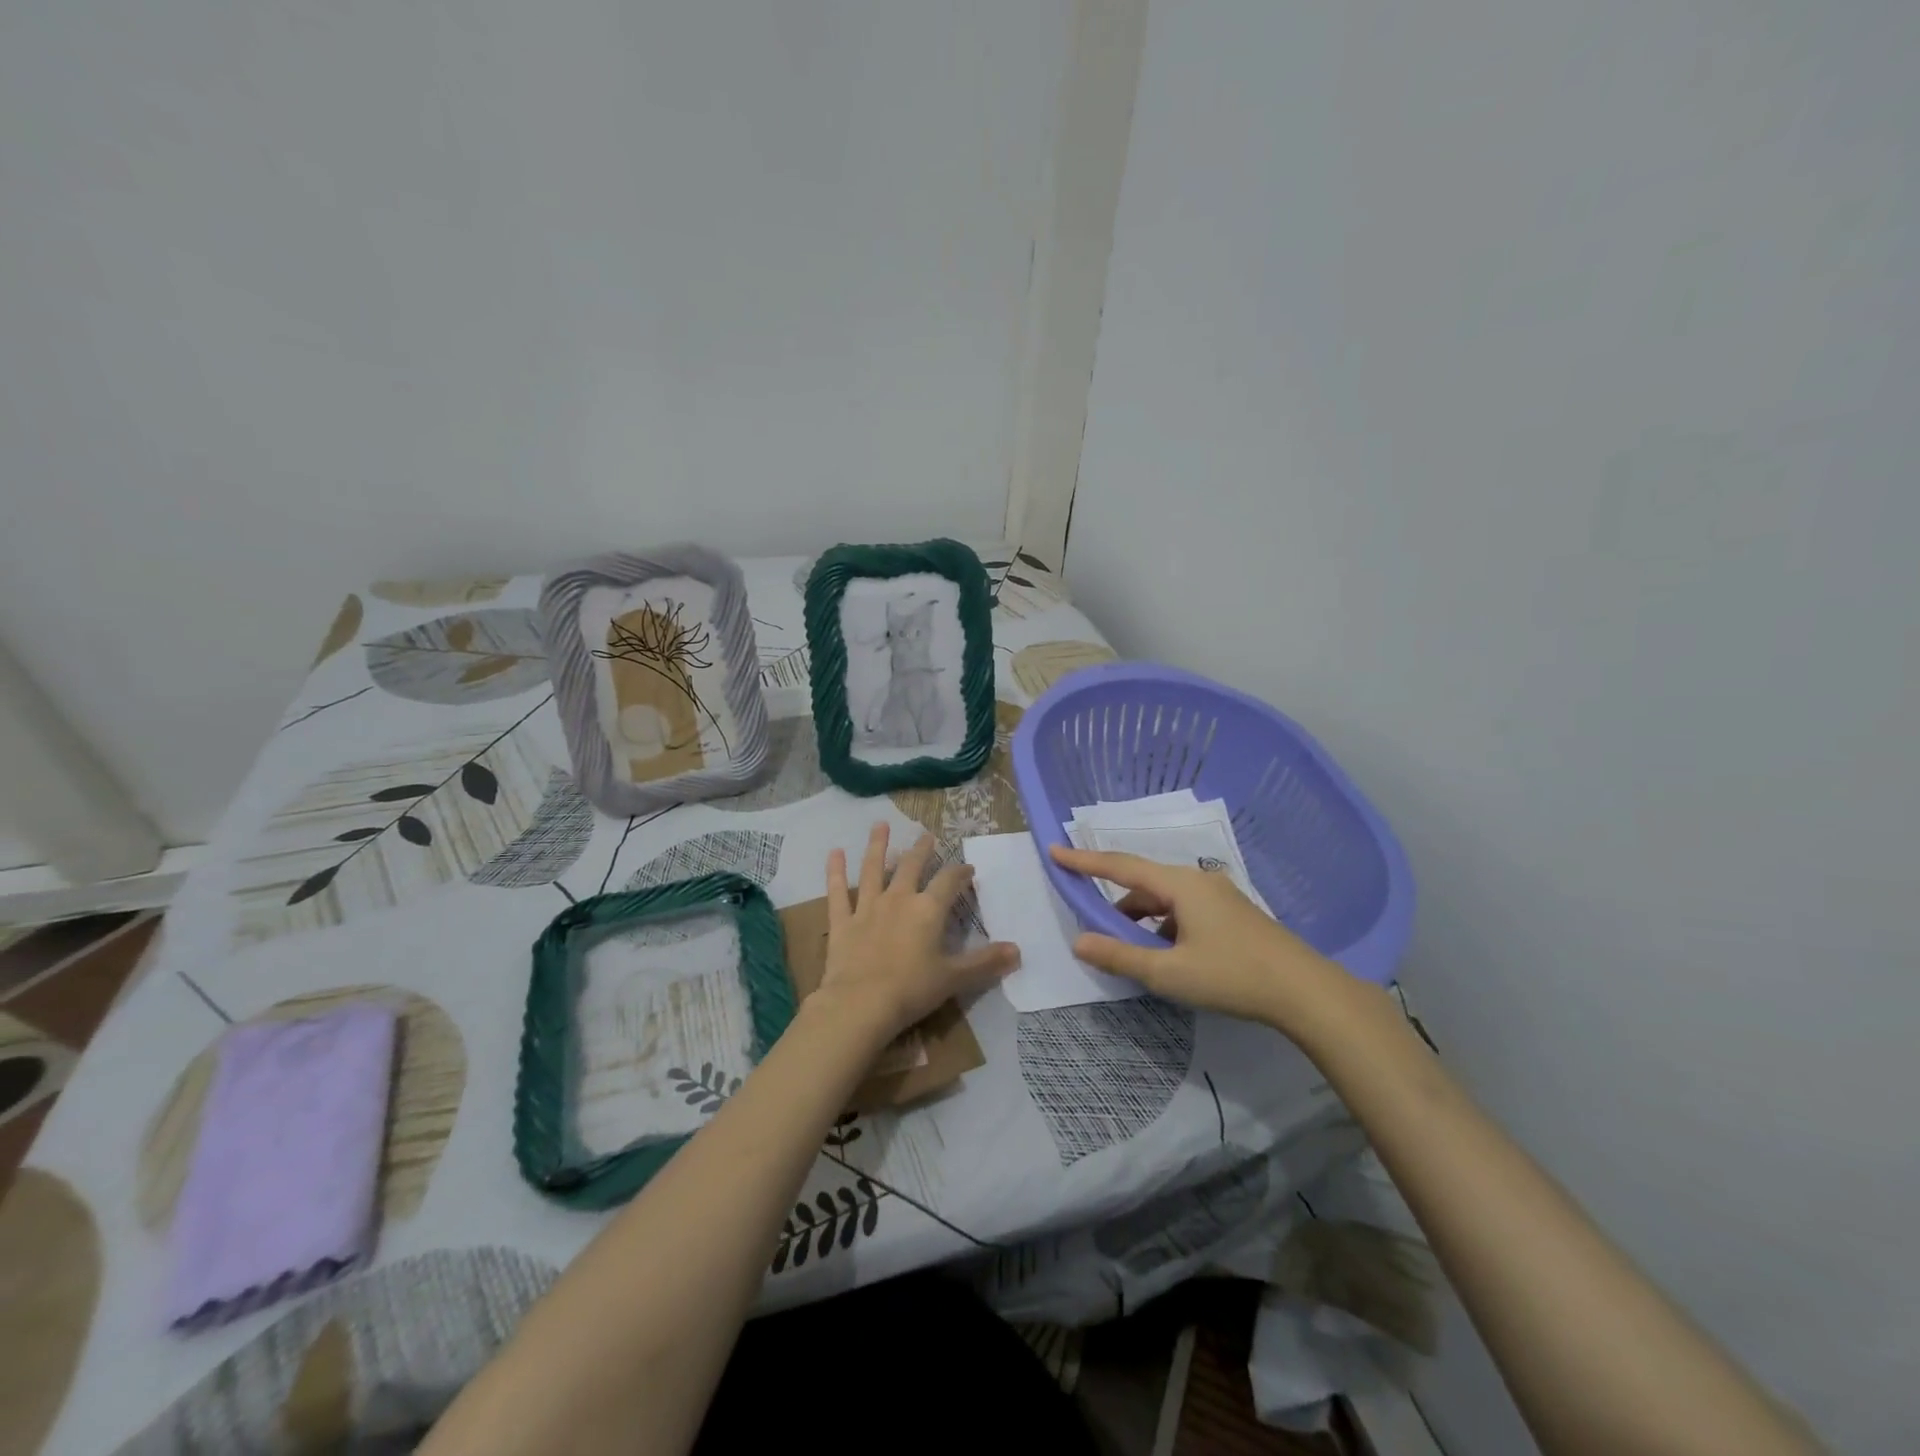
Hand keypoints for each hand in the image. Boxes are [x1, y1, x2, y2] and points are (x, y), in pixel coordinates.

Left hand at [819, 824, 1019, 1043]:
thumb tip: (1018, 951)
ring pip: (873, 869)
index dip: (960, 873)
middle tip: (927, 835)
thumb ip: (985, 962)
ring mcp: (867, 908)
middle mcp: (898, 899)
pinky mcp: (842, 922)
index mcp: (928, 910)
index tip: (967, 868)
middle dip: (921, 850)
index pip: (949, 882)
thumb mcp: (954, 978)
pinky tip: (834, 852)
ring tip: (880, 825)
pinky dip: (834, 872)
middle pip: (911, 866)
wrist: (860, 1004)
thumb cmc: (912, 990)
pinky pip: (837, 892)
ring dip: (877, 846)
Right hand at [1049, 845, 1357, 1038]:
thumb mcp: (1169, 973)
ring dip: (1142, 920)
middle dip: (1115, 904)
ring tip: (1131, 952)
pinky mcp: (1232, 914)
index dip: (1084, 861)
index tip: (1054, 850)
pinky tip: (1167, 957)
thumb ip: (1120, 956)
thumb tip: (1078, 941)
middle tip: (1094, 927)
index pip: (1120, 866)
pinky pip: (1184, 911)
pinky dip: (1164, 927)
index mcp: (1179, 885)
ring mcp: (1218, 896)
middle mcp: (1197, 881)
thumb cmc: (1232, 976)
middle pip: (1143, 884)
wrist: (1305, 992)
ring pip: (1165, 901)